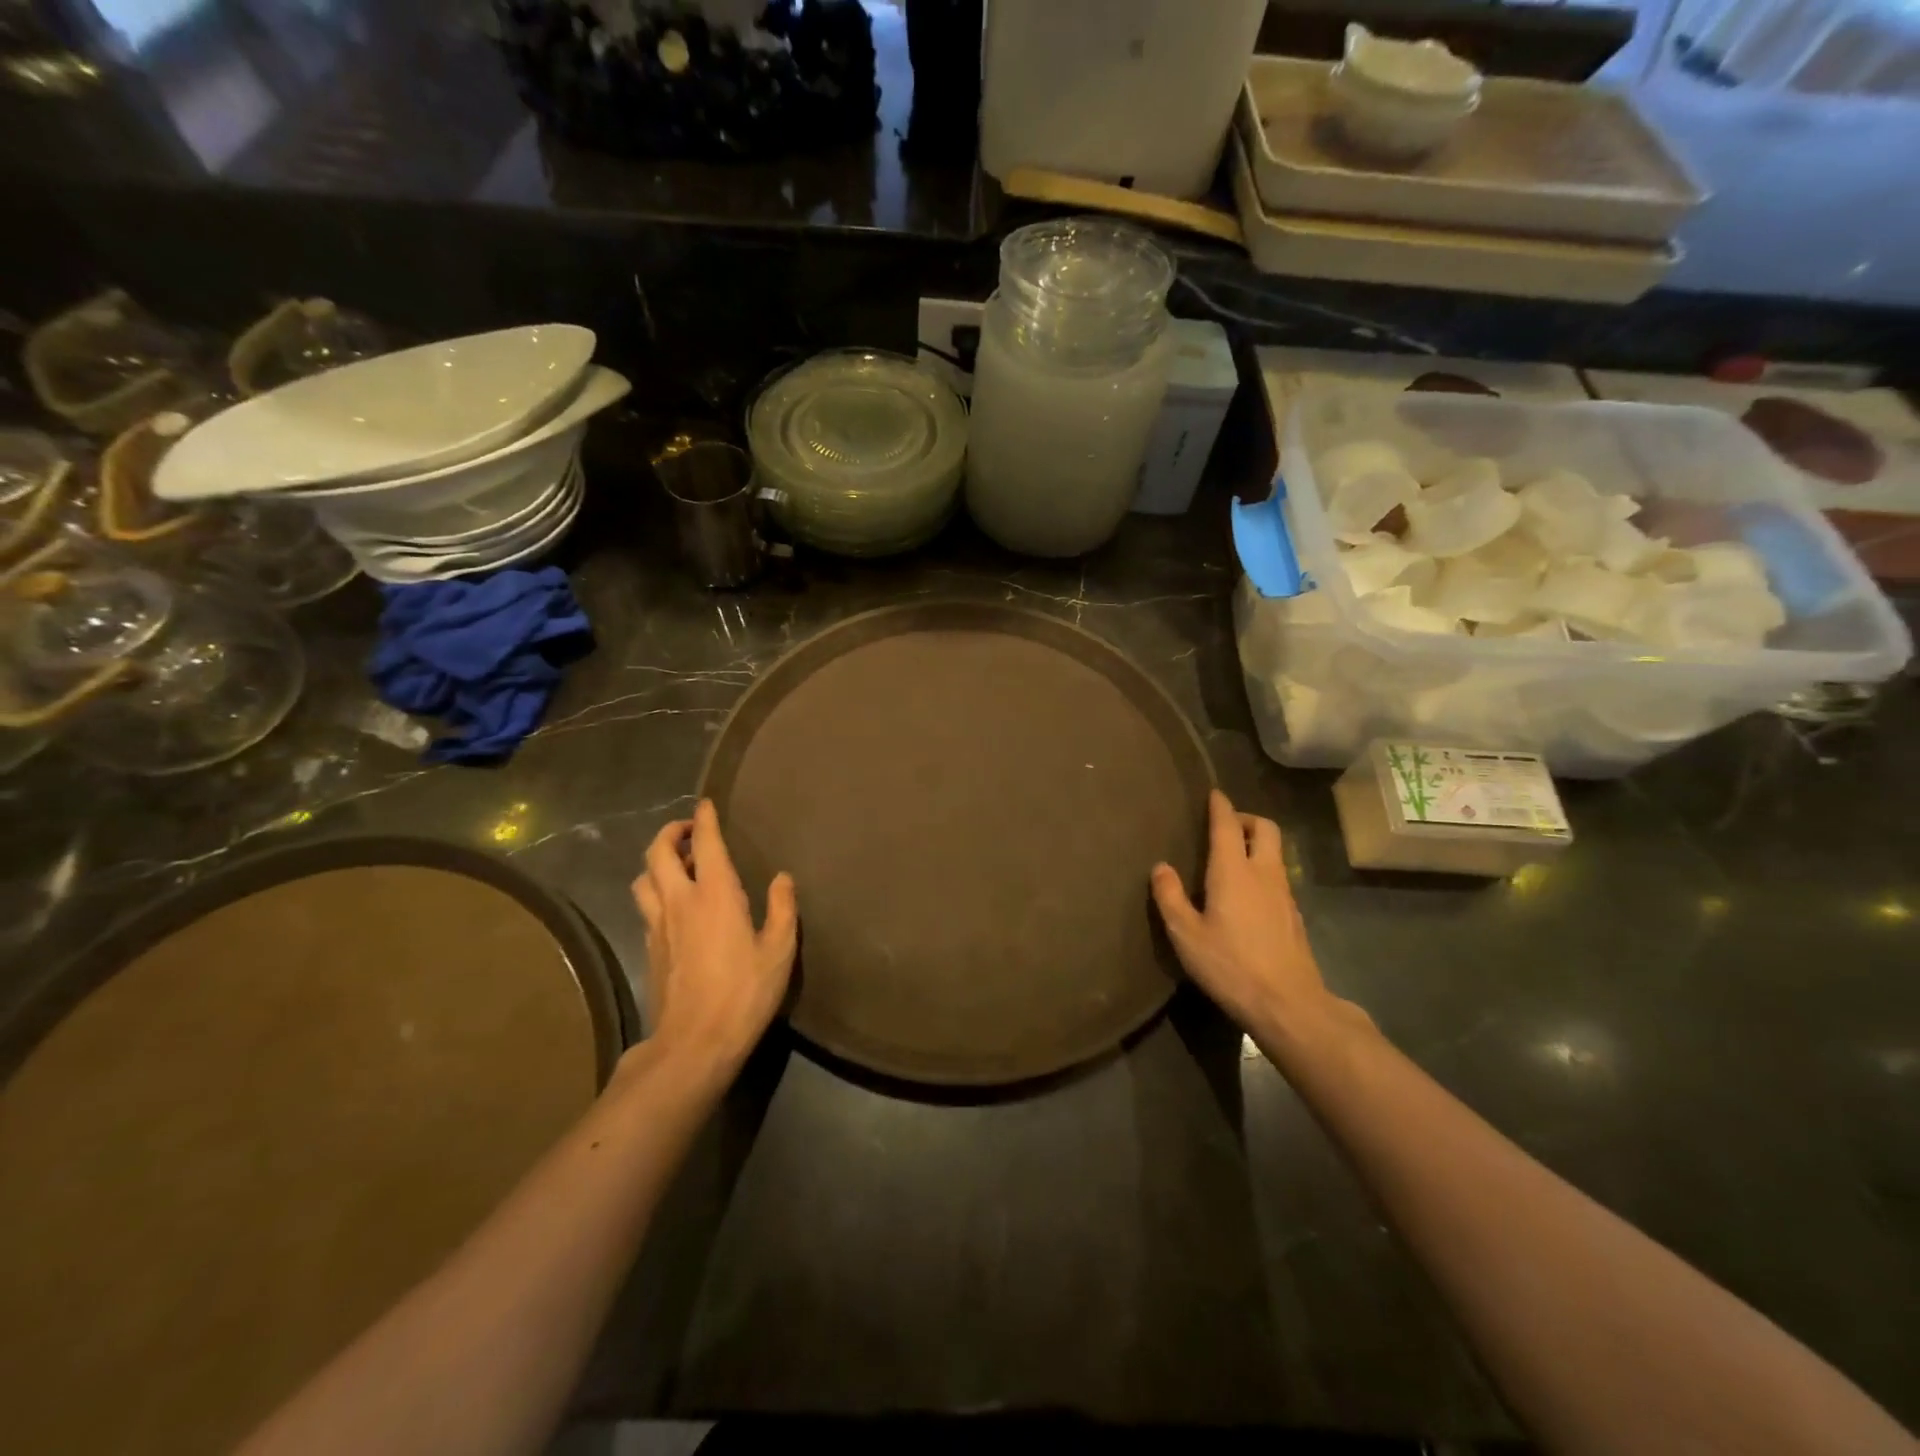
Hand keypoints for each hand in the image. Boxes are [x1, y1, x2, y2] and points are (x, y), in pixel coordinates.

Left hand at [631, 800, 797, 1072]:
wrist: (693, 1043)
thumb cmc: (744, 992)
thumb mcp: (778, 951)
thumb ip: (782, 908)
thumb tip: (782, 878)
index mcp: (715, 894)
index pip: (704, 844)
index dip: (704, 819)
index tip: (706, 804)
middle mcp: (680, 901)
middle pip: (657, 853)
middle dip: (670, 833)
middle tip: (688, 831)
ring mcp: (658, 925)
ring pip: (643, 879)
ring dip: (655, 863)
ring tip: (675, 865)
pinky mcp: (649, 949)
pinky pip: (645, 907)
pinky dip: (655, 893)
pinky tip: (672, 906)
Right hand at [1151, 790, 1359, 1041]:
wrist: (1288, 1004)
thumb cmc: (1230, 965)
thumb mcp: (1186, 934)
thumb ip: (1170, 897)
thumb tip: (1161, 867)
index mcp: (1233, 871)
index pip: (1228, 826)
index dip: (1220, 806)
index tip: (1214, 794)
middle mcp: (1264, 873)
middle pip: (1265, 828)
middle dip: (1246, 819)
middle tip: (1225, 826)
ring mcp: (1285, 894)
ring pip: (1276, 852)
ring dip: (1257, 844)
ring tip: (1233, 858)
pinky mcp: (1294, 915)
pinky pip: (1279, 877)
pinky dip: (1264, 870)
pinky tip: (1248, 894)